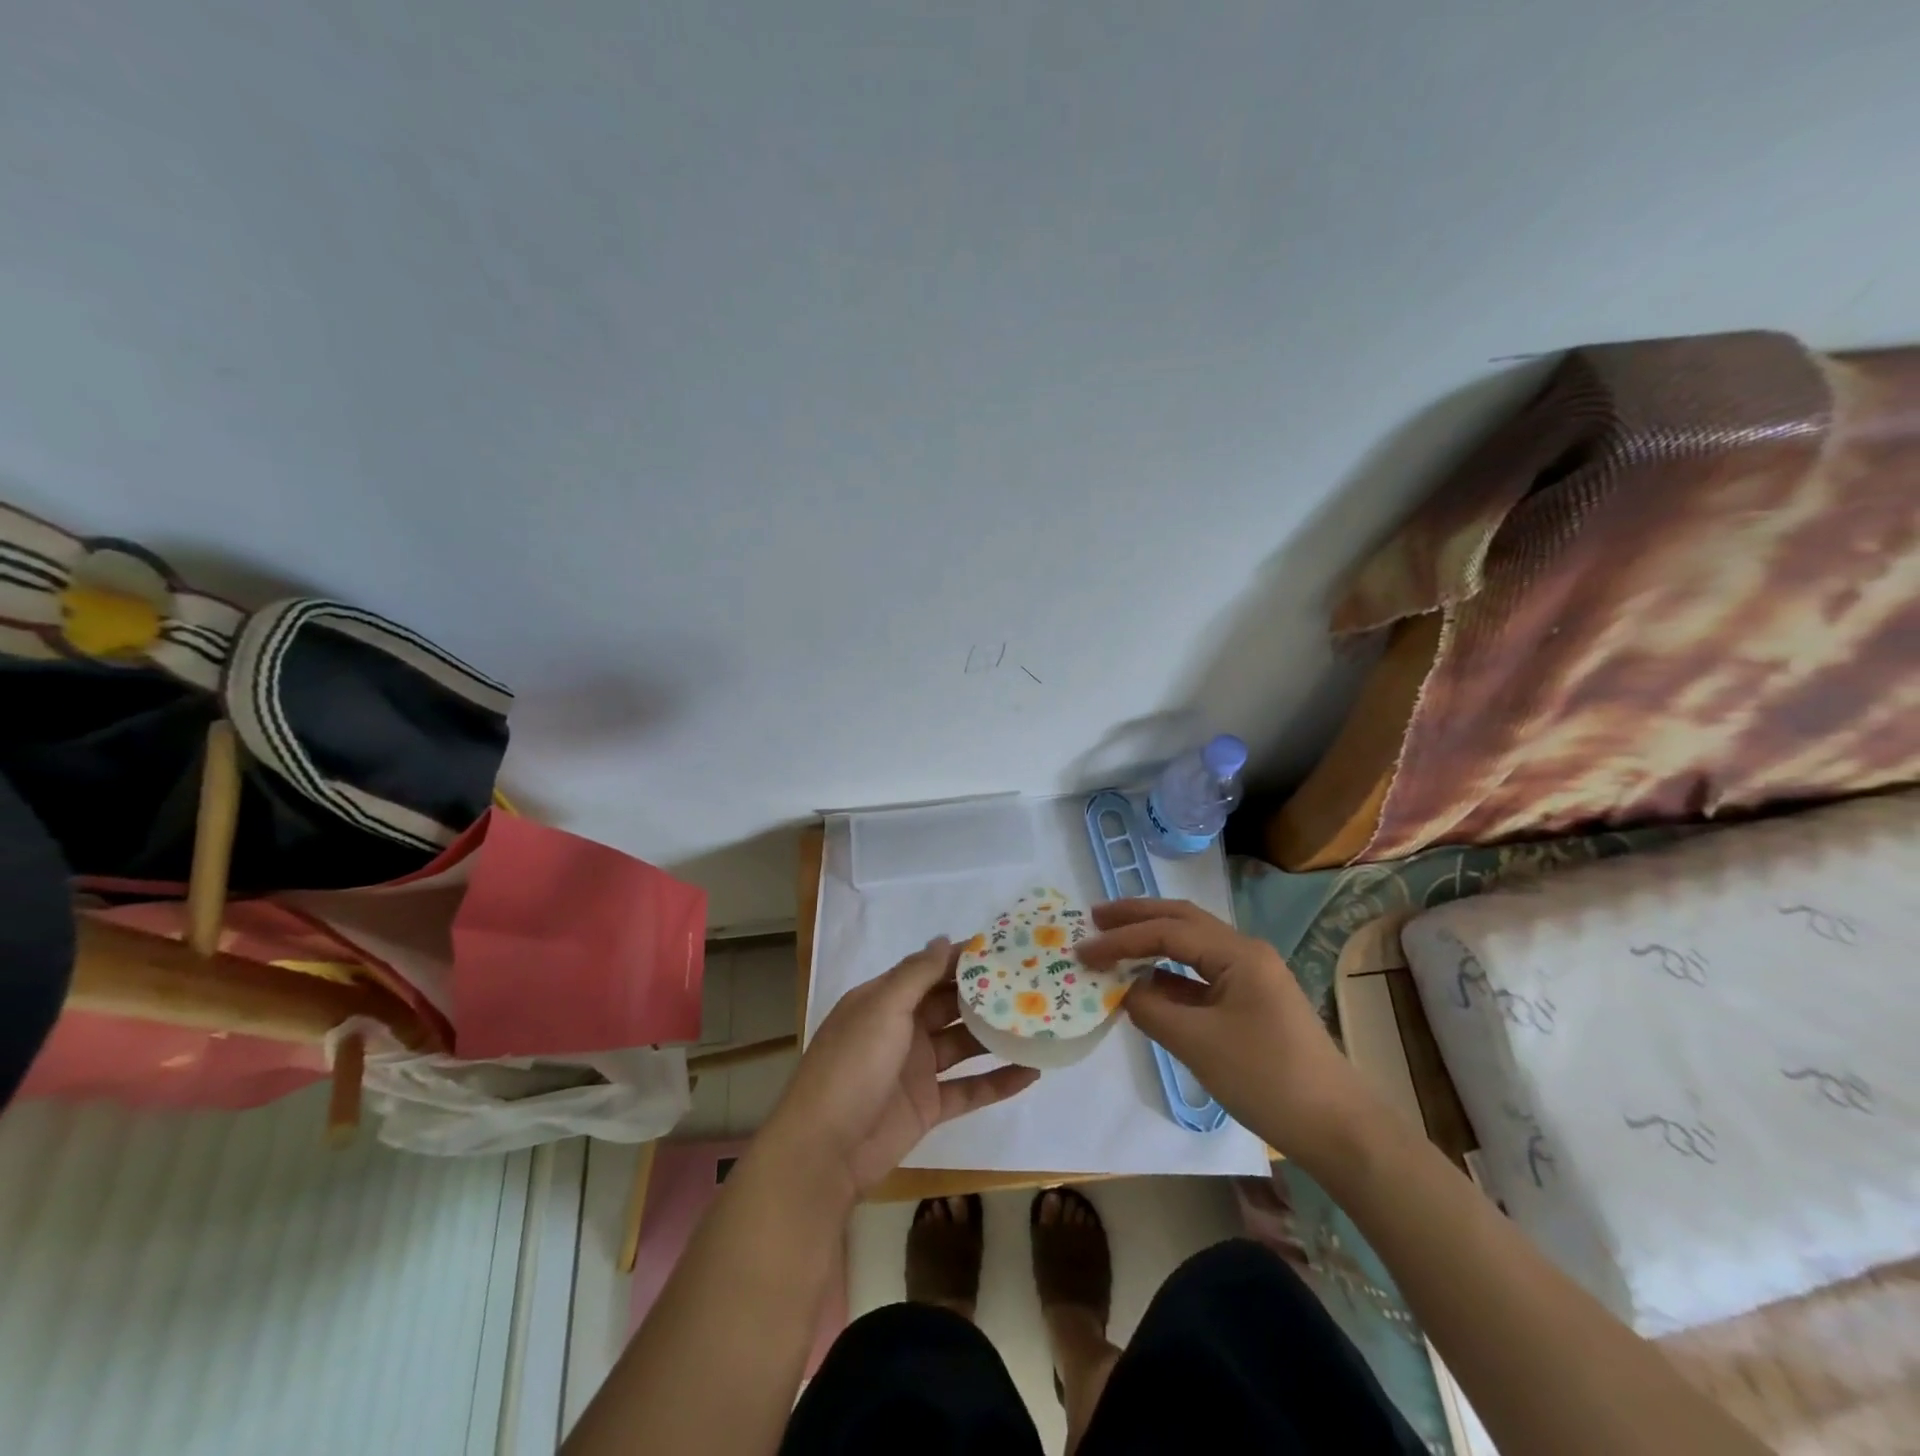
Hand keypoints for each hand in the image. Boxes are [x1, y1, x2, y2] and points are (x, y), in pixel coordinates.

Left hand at [763, 939, 1039, 1201]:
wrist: (824, 1151)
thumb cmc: (852, 1066)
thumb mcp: (882, 1009)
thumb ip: (916, 974)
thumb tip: (945, 939)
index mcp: (884, 1001)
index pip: (929, 970)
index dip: (963, 959)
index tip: (1005, 948)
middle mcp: (902, 1029)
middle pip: (950, 1005)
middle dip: (986, 995)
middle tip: (1032, 982)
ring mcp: (916, 1069)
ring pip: (964, 1045)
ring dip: (996, 1036)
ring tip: (1040, 1022)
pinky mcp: (929, 1107)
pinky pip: (970, 1089)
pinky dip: (998, 1082)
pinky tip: (1033, 1072)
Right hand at [1074, 898, 1378, 1169]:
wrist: (1337, 1128)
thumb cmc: (1267, 1078)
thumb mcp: (1198, 1044)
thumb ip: (1152, 1009)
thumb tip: (1123, 991)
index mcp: (1237, 953)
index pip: (1167, 932)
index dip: (1121, 939)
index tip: (1083, 950)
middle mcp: (1244, 952)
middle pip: (1182, 921)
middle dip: (1137, 916)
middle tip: (1095, 917)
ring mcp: (1250, 976)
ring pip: (1191, 945)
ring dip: (1152, 941)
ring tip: (1113, 941)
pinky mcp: (1250, 1002)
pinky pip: (1200, 974)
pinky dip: (1168, 973)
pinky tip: (1145, 982)